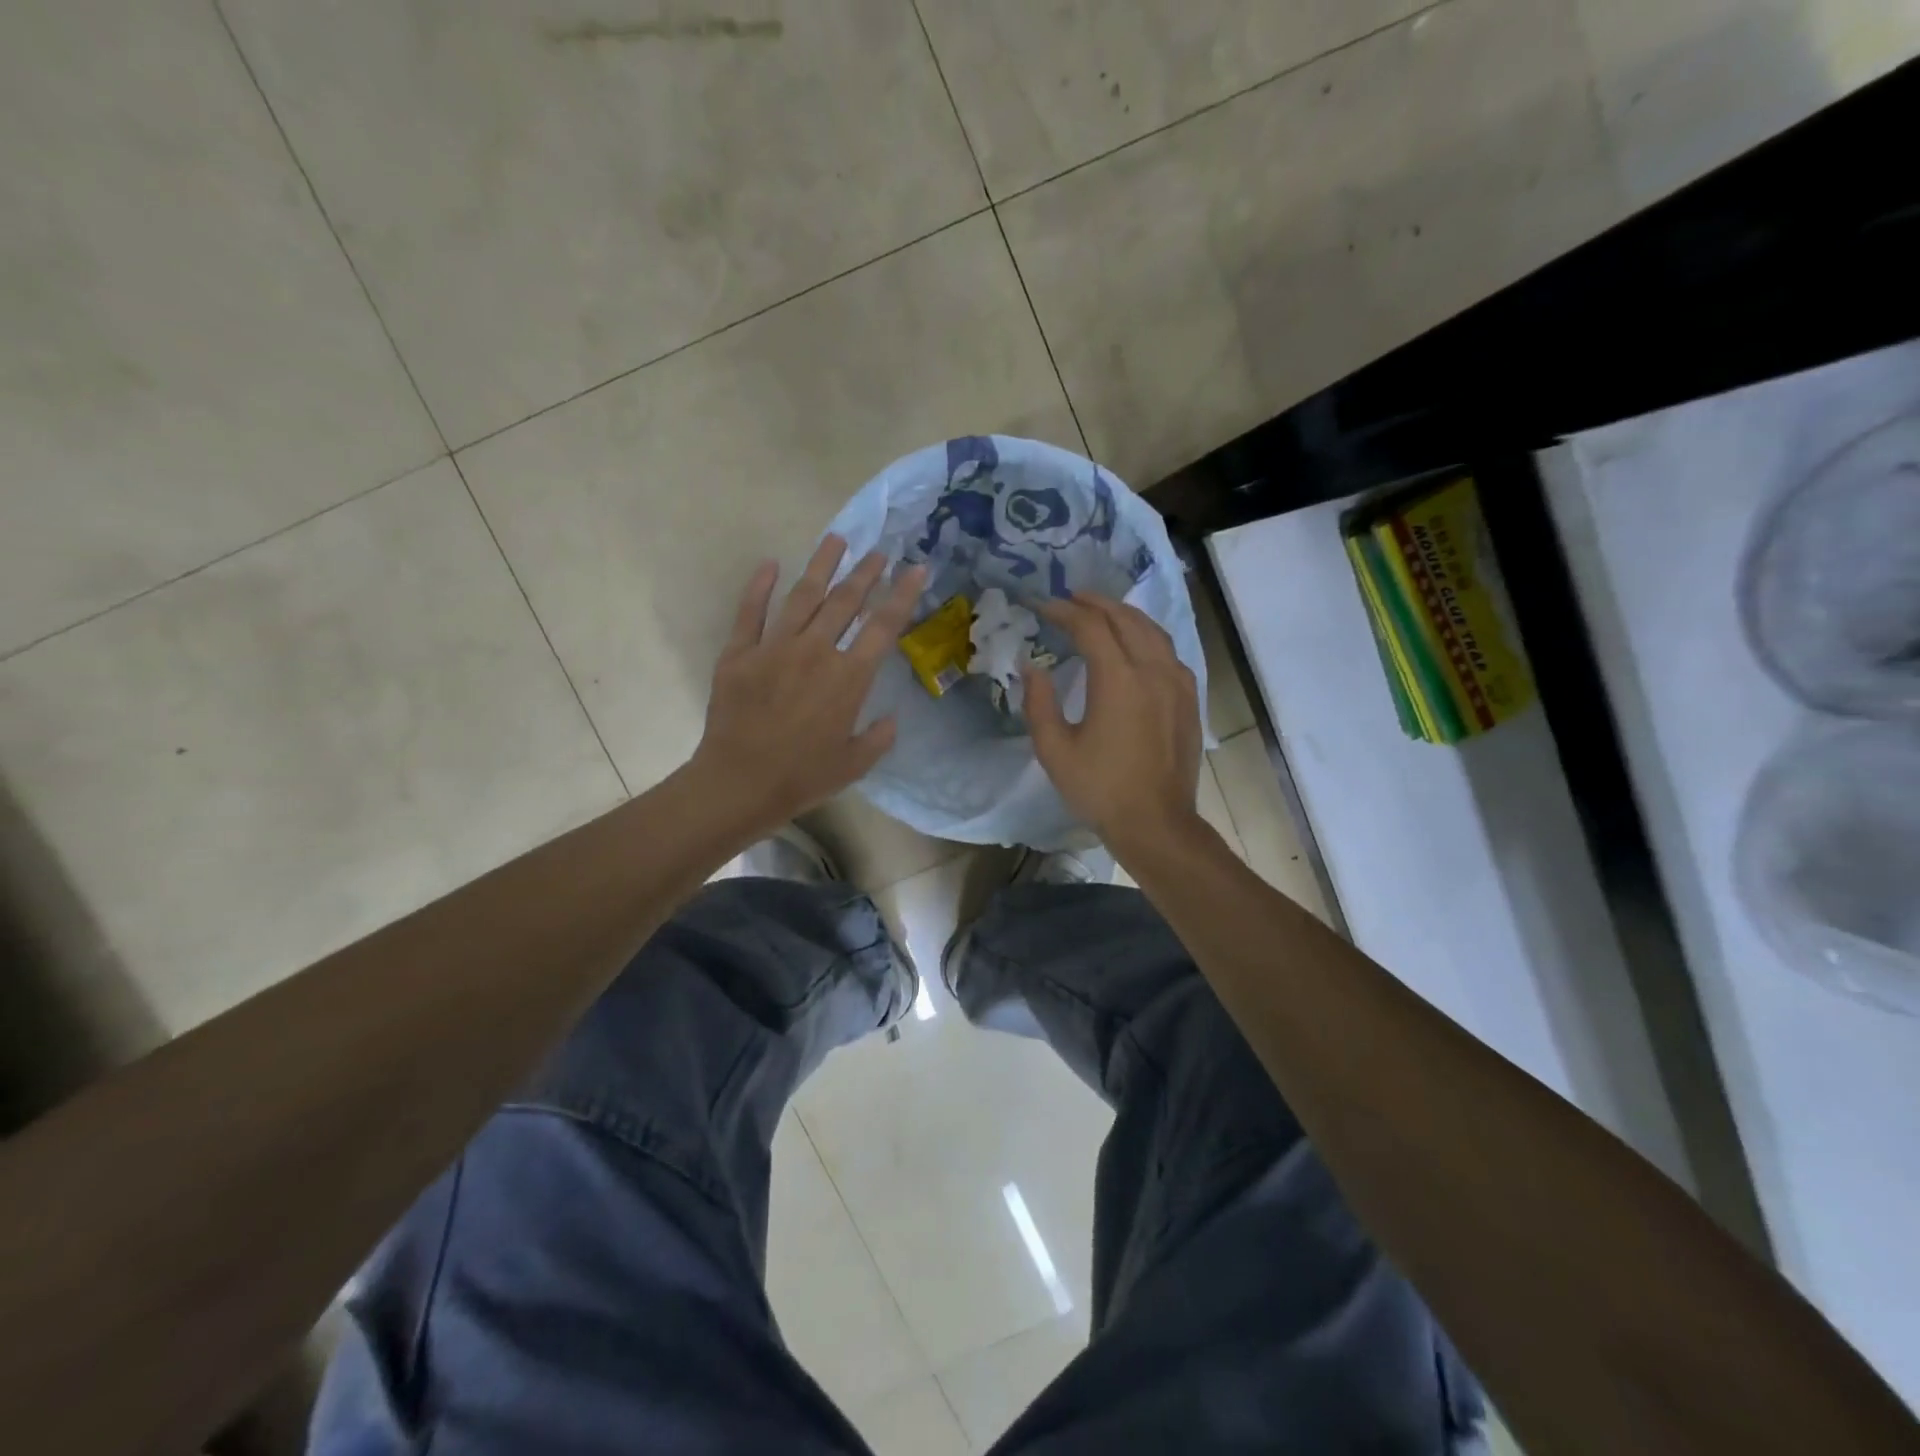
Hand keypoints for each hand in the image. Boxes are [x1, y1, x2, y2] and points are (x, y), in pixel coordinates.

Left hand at [689, 536, 925, 839]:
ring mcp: (774, 647)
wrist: (739, 783)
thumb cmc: (802, 777)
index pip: (883, 626)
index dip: (902, 594)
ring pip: (802, 595)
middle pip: (845, 601)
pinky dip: (759, 586)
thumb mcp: (854, 764)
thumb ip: (878, 738)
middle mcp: (815, 651)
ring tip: (836, 539)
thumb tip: (889, 719)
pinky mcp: (739, 653)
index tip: (916, 569)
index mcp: (848, 677)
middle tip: (878, 551)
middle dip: (865, 572)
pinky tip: (770, 564)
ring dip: (822, 565)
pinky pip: (750, 612)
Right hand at [1024, 593, 1203, 851]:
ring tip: (1103, 611)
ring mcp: (1178, 683)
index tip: (1043, 606)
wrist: (1156, 823)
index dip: (1064, 611)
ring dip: (1125, 614)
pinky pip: (1170, 652)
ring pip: (1153, 631)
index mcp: (1118, 680)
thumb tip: (1032, 666)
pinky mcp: (1189, 699)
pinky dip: (1149, 636)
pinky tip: (1138, 645)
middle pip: (1126, 619)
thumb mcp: (1054, 750)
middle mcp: (1152, 671)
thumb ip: (1039, 702)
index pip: (1090, 627)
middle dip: (1096, 603)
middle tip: (1072, 598)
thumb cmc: (1100, 789)